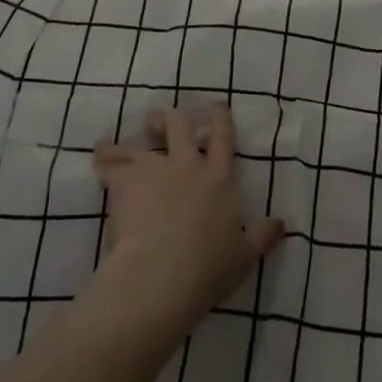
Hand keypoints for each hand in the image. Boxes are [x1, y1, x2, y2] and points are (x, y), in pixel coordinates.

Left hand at [91, 104, 284, 337]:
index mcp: (220, 177)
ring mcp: (155, 169)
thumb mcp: (243, 257)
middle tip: (160, 124)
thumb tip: (282, 224)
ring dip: (130, 142)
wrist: (161, 276)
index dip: (219, 116)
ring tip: (118, 145)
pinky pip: (110, 160)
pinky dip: (104, 156)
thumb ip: (262, 237)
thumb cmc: (207, 269)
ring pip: (141, 141)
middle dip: (170, 118)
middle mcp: (188, 164)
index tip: (215, 106)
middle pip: (179, 122)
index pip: (223, 135)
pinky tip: (99, 157)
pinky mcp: (126, 180)